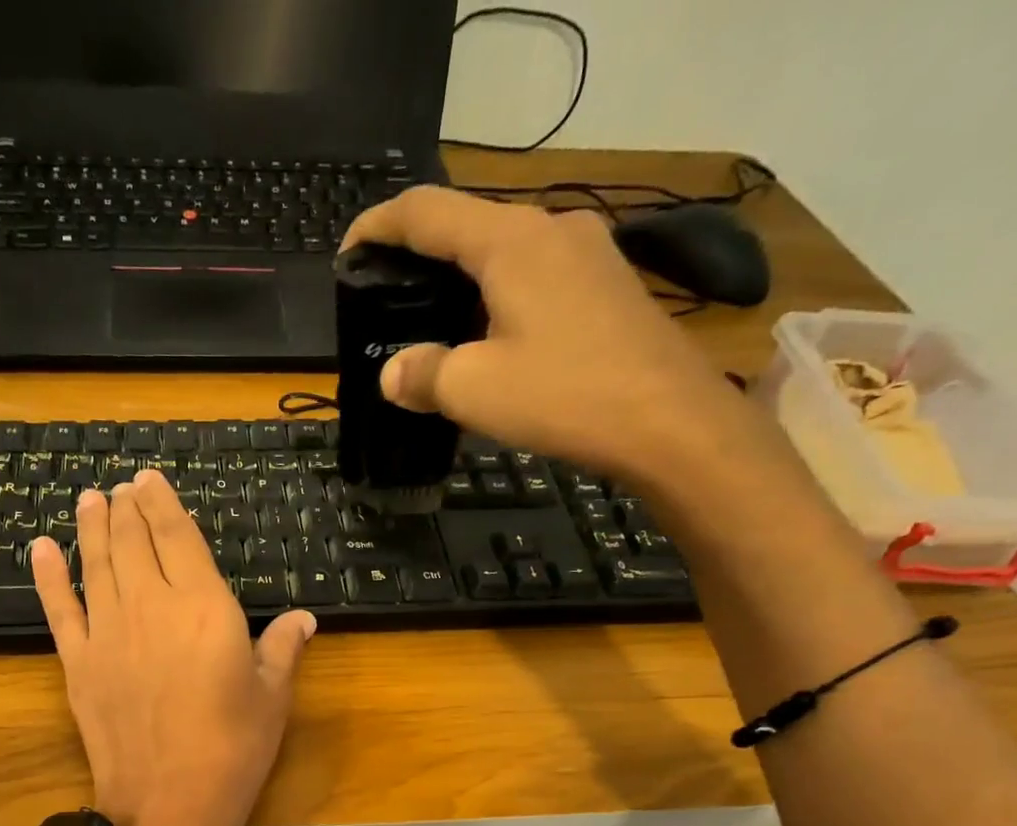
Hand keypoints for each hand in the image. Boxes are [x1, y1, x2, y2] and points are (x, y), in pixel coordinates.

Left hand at [28, 472, 316, 825]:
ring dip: (91, 527)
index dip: (162, 504)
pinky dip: (48, 576)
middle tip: (121, 487)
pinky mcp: (77, 663)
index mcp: (203, 606)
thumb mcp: (271, 698)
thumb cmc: (231, 751)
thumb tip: (303, 617)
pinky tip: (40, 548)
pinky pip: (60, 609)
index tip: (149, 480)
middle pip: (131, 542)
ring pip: (95, 564)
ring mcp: (107, 633)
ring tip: (90, 499)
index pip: (177, 537)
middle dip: (126, 508)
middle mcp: (150, 606)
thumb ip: (283, 648)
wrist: (167, 806)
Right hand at [344, 187, 778, 493]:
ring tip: (432, 321)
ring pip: (504, 250)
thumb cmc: (565, 396)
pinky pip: (535, 274)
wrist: (669, 421)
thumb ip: (423, 374)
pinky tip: (489, 336)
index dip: (377, 226)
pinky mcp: (607, 284)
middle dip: (419, 255)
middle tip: (386, 295)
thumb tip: (393, 373)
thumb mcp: (474, 391)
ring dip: (461, 278)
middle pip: (468, 225)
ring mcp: (588, 252)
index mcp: (510, 240)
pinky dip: (497, 295)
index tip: (347, 253)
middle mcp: (551, 228)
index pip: (426, 212)